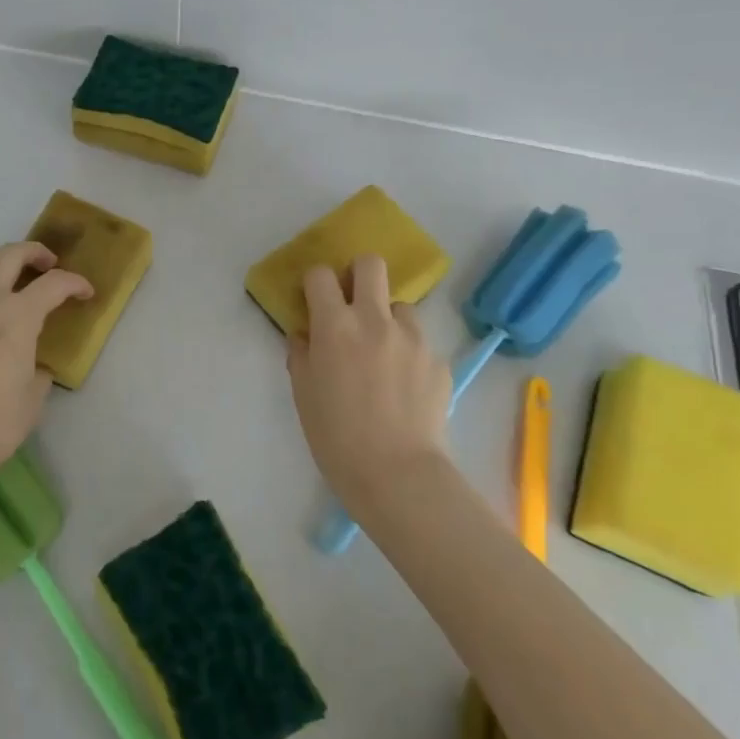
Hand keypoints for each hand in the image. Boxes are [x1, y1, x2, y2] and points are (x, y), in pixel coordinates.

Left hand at [0, 241, 92, 506]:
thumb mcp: (34, 397)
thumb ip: (39, 369)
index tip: (86, 293)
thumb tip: (36, 364)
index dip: (75, 283)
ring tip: (9, 294)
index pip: (53, 284)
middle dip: (34, 252)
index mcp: (16, 317)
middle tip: (48, 265)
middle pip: (9, 256)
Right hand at [286, 256, 451, 503]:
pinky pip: (419, 343)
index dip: (314, 283)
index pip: (320, 275)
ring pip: (400, 305)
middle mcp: (375, 319)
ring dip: (387, 319)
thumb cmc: (336, 436)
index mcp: (335, 325)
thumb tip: (306, 335)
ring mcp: (413, 337)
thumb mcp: (303, 395)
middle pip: (371, 264)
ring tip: (383, 354)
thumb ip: (301, 355)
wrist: (397, 474)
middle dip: (358, 274)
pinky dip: (408, 354)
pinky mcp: (438, 360)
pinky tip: (404, 388)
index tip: (313, 301)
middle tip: (353, 304)